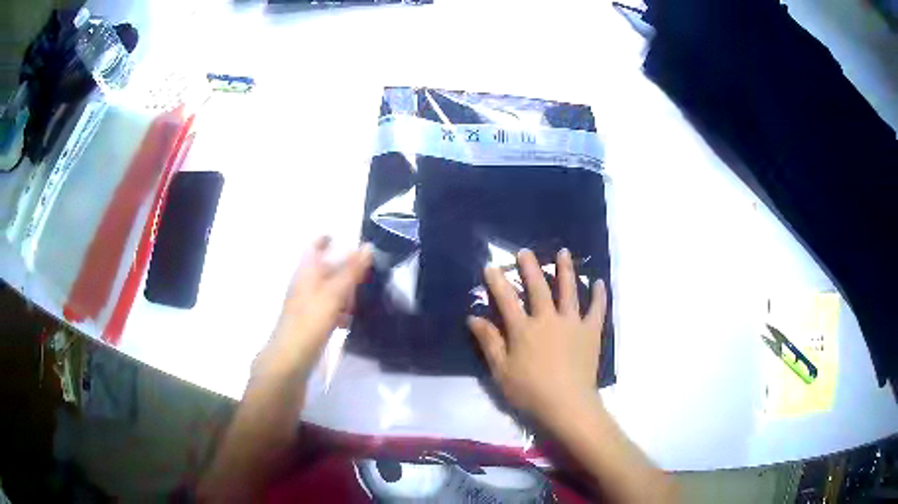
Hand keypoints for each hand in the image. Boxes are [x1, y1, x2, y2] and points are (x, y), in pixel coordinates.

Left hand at [257, 237, 371, 377]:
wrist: (290, 360)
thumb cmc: (310, 322)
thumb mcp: (333, 294)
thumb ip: (350, 271)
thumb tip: (368, 246)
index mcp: (307, 272)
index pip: (316, 247)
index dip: (328, 240)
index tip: (346, 238)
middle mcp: (305, 284)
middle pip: (326, 268)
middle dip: (345, 268)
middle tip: (368, 271)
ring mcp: (307, 305)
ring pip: (329, 289)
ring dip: (345, 290)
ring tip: (364, 296)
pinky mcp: (311, 323)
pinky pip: (329, 309)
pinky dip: (340, 309)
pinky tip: (350, 319)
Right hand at [468, 248, 606, 425]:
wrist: (567, 404)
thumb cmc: (530, 391)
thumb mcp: (501, 371)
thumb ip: (489, 342)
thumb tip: (473, 317)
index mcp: (524, 329)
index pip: (507, 300)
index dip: (497, 282)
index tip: (491, 266)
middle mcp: (548, 319)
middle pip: (538, 288)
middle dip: (530, 268)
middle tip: (525, 251)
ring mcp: (572, 323)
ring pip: (569, 291)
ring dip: (565, 270)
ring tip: (563, 252)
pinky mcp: (591, 331)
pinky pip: (596, 309)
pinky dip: (599, 295)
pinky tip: (599, 282)